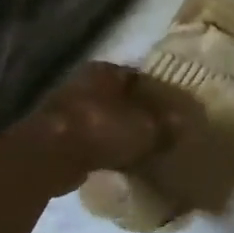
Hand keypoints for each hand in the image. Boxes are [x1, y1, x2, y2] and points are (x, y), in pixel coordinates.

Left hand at [15, 62, 172, 193]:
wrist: (50, 155)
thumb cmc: (102, 129)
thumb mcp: (147, 128)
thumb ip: (166, 126)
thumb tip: (183, 123)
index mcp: (105, 70)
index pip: (138, 77)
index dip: (156, 94)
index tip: (170, 111)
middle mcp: (82, 83)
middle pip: (117, 98)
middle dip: (135, 113)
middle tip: (157, 131)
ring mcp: (65, 109)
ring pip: (101, 118)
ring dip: (116, 132)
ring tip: (139, 149)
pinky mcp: (54, 135)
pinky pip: (87, 139)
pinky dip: (100, 148)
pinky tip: (115, 162)